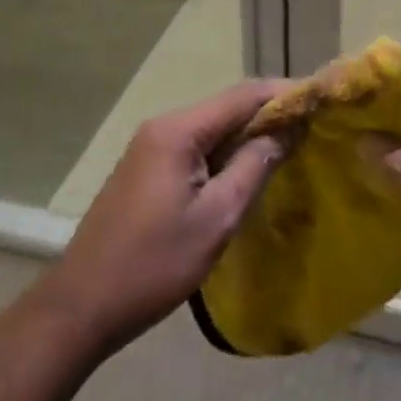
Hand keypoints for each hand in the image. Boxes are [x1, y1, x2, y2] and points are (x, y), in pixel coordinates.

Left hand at [38, 80, 289, 356]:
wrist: (81, 306)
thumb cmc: (153, 264)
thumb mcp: (216, 219)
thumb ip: (253, 167)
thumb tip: (287, 130)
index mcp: (179, 130)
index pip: (242, 95)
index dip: (283, 93)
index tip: (320, 99)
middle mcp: (164, 125)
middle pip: (227, 106)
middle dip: (268, 112)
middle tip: (310, 125)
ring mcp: (151, 145)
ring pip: (212, 126)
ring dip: (248, 132)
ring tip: (288, 145)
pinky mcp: (146, 167)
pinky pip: (196, 145)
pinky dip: (226, 150)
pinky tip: (246, 168)